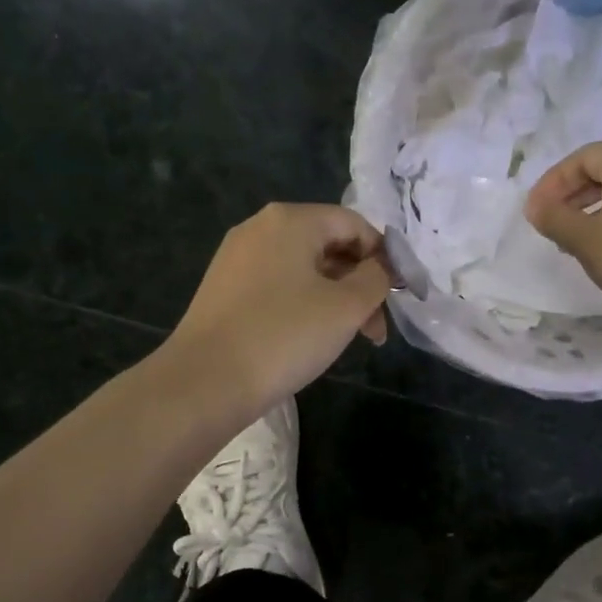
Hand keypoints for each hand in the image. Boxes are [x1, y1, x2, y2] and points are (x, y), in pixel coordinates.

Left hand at [165, 202, 392, 416]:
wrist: (205, 382)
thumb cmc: (284, 336)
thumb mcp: (346, 307)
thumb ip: (376, 279)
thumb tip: (382, 267)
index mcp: (290, 220)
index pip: (354, 224)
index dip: (383, 257)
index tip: (396, 297)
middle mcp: (260, 228)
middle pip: (328, 245)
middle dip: (359, 283)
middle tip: (375, 329)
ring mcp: (237, 258)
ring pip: (303, 269)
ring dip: (335, 298)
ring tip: (348, 338)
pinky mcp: (224, 289)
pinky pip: (278, 286)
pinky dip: (304, 305)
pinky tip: (310, 338)